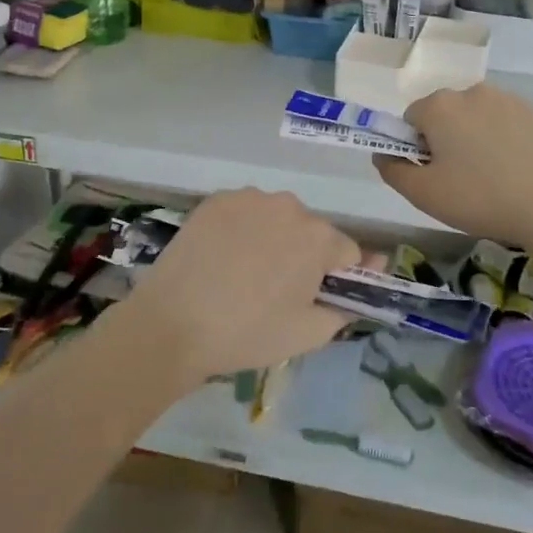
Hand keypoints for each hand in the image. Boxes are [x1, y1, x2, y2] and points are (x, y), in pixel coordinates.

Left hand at [124, 189, 359, 382]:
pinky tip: (222, 258)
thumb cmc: (247, 333)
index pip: (347, 252)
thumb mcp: (309, 334)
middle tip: (276, 291)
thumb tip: (360, 283)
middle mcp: (289, 206)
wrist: (172, 324)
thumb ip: (346, 306)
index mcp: (318, 237)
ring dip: (273, 239)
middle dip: (303, 255)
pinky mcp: (216, 200)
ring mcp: (250, 198)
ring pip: (277, 219)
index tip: (315, 298)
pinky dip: (241, 230)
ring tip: (244, 275)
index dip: (336, 277)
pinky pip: (245, 213)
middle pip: (311, 231)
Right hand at [372, 85, 532, 247]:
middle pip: (444, 114)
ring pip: (475, 117)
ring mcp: (505, 98)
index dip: (416, 148)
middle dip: (445, 140)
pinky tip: (515, 170)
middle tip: (460, 180)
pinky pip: (504, 122)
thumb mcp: (424, 194)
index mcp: (438, 106)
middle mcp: (470, 92)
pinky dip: (502, 140)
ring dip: (474, 138)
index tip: (433, 175)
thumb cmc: (480, 197)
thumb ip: (393, 170)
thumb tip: (382, 154)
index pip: (411, 119)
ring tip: (491, 176)